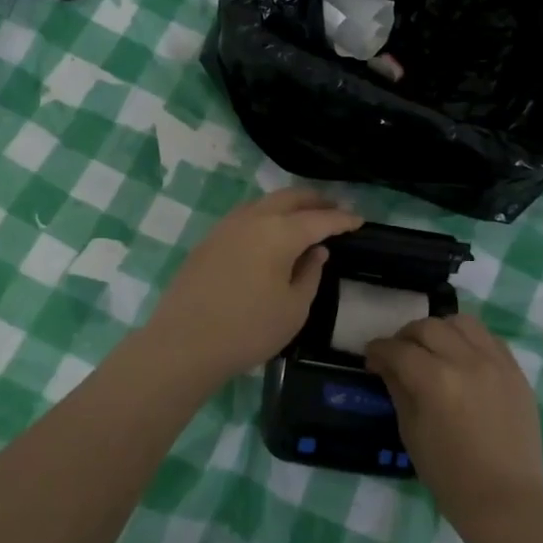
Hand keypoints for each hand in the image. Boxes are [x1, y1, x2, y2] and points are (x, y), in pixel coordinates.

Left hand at [146, 189, 361, 386]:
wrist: (183, 344)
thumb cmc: (248, 330)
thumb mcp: (293, 309)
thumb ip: (310, 274)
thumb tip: (317, 251)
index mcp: (279, 233)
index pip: (319, 219)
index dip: (341, 219)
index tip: (358, 220)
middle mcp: (252, 219)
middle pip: (289, 198)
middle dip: (315, 201)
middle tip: (334, 208)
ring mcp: (226, 227)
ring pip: (264, 203)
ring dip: (288, 206)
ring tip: (304, 218)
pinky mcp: (208, 241)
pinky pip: (245, 217)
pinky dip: (266, 217)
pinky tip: (270, 233)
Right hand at [366, 313, 542, 534]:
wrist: (505, 500)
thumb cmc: (450, 475)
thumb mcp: (411, 432)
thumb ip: (398, 388)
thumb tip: (385, 363)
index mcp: (436, 381)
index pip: (398, 350)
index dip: (378, 350)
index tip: (371, 358)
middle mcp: (467, 361)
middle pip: (428, 327)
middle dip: (405, 336)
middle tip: (398, 354)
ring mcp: (496, 363)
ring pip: (462, 322)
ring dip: (440, 330)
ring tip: (433, 349)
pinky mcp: (516, 371)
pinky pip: (489, 338)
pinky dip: (469, 340)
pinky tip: (462, 357)